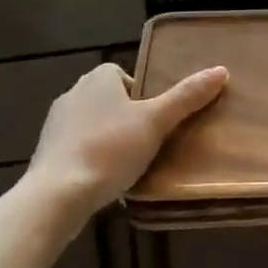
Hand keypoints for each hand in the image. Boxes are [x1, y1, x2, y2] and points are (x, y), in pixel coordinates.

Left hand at [23, 62, 227, 230]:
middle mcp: (72, 93)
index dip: (144, 95)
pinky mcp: (46, 153)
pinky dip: (92, 158)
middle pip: (111, 100)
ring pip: (93, 125)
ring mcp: (55, 125)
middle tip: (150, 141)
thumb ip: (187, 97)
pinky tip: (105, 179)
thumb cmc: (110, 150)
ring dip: (109, 139)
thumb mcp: (156, 122)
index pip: (125, 75)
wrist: (56, 196)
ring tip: (130, 164)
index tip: (157, 119)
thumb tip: (221, 70)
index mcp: (97, 79)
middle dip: (128, 118)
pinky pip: (78, 148)